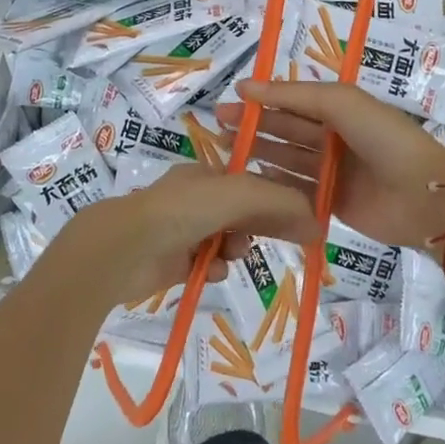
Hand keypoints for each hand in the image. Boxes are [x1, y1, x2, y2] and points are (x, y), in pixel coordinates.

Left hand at [52, 164, 319, 304]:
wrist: (126, 247)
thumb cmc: (184, 210)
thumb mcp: (240, 194)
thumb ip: (280, 203)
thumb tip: (318, 225)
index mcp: (208, 173)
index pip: (254, 183)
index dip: (279, 200)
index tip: (301, 221)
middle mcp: (195, 198)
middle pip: (243, 212)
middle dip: (261, 226)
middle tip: (287, 240)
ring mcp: (182, 229)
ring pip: (227, 240)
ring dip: (237, 248)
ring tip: (232, 254)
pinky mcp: (173, 260)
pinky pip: (208, 263)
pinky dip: (215, 266)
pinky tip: (212, 269)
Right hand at [219, 81, 444, 251]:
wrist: (423, 195)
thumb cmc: (383, 138)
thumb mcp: (341, 103)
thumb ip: (294, 95)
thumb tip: (246, 87)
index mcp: (342, 108)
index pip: (294, 100)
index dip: (263, 98)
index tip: (230, 99)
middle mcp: (336, 137)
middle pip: (288, 129)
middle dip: (255, 125)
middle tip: (218, 126)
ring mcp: (334, 171)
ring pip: (289, 158)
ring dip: (260, 153)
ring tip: (226, 151)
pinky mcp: (333, 202)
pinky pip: (298, 190)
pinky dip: (276, 184)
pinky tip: (250, 182)